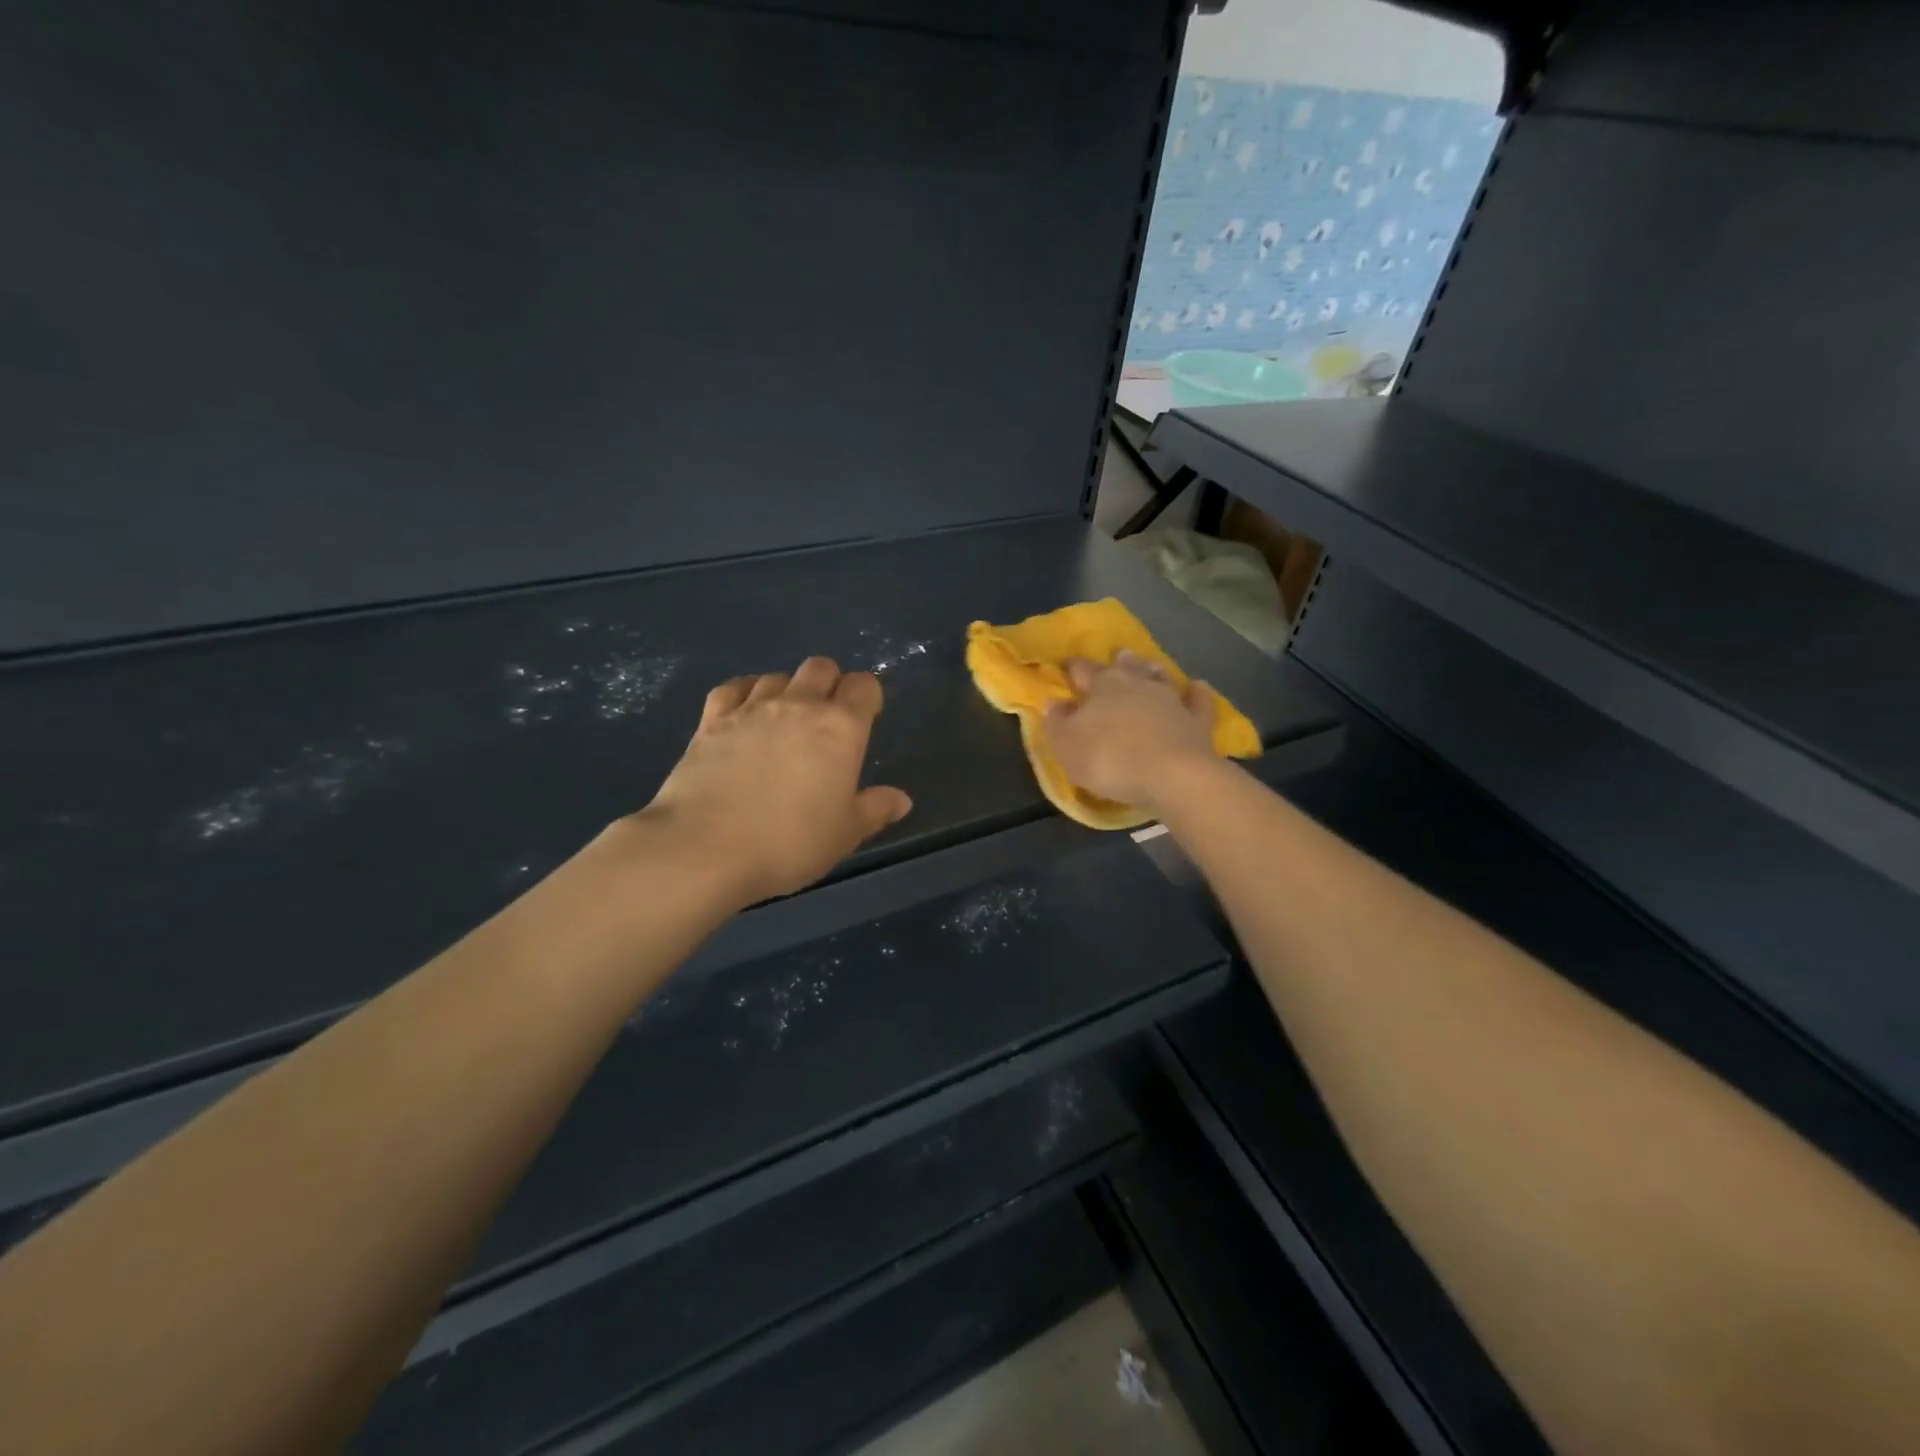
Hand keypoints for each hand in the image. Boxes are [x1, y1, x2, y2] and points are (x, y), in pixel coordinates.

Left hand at [632, 657, 912, 906]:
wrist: (705, 848)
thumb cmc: (789, 842)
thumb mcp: (845, 834)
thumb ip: (875, 810)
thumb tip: (901, 799)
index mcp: (841, 728)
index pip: (865, 686)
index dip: (869, 697)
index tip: (867, 719)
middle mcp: (799, 705)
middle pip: (821, 667)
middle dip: (830, 684)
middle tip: (828, 720)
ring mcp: (751, 708)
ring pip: (778, 675)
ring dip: (788, 690)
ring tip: (785, 721)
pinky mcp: (711, 720)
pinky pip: (734, 688)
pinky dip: (746, 692)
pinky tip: (745, 712)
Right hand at [1040, 651, 1218, 812]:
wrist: (1173, 776)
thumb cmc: (1110, 759)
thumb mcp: (1066, 745)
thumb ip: (1057, 722)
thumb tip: (1054, 702)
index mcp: (1103, 685)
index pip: (1083, 669)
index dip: (1074, 668)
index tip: (1068, 666)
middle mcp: (1138, 683)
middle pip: (1126, 667)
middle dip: (1119, 661)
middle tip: (1118, 655)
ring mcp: (1172, 699)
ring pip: (1160, 677)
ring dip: (1153, 671)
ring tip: (1150, 666)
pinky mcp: (1198, 720)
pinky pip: (1198, 701)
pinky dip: (1197, 693)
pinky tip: (1198, 687)